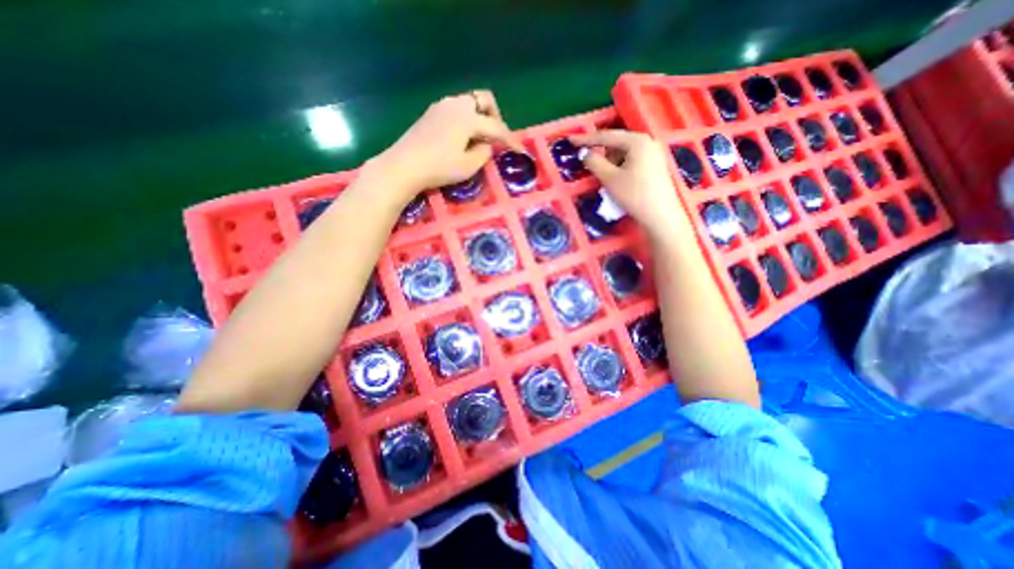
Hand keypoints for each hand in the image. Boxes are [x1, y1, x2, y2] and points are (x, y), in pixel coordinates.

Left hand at [369, 89, 521, 200]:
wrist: (404, 166)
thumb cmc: (439, 167)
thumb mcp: (468, 166)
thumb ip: (484, 153)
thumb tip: (487, 144)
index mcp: (468, 118)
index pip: (496, 127)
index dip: (510, 139)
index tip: (520, 150)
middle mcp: (456, 105)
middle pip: (484, 100)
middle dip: (495, 116)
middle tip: (496, 136)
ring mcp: (441, 107)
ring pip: (469, 103)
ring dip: (480, 117)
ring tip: (479, 139)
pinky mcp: (431, 113)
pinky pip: (456, 110)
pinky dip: (466, 120)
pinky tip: (462, 137)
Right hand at [568, 129, 689, 239]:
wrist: (660, 215)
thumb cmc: (634, 195)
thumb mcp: (610, 179)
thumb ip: (594, 162)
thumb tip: (584, 153)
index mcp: (637, 140)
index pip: (607, 136)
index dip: (587, 139)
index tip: (571, 141)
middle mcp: (648, 141)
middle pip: (617, 143)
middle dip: (602, 153)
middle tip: (589, 165)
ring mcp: (654, 153)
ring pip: (625, 152)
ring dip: (611, 162)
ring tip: (606, 178)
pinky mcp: (655, 165)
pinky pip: (633, 160)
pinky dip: (621, 167)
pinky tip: (618, 180)